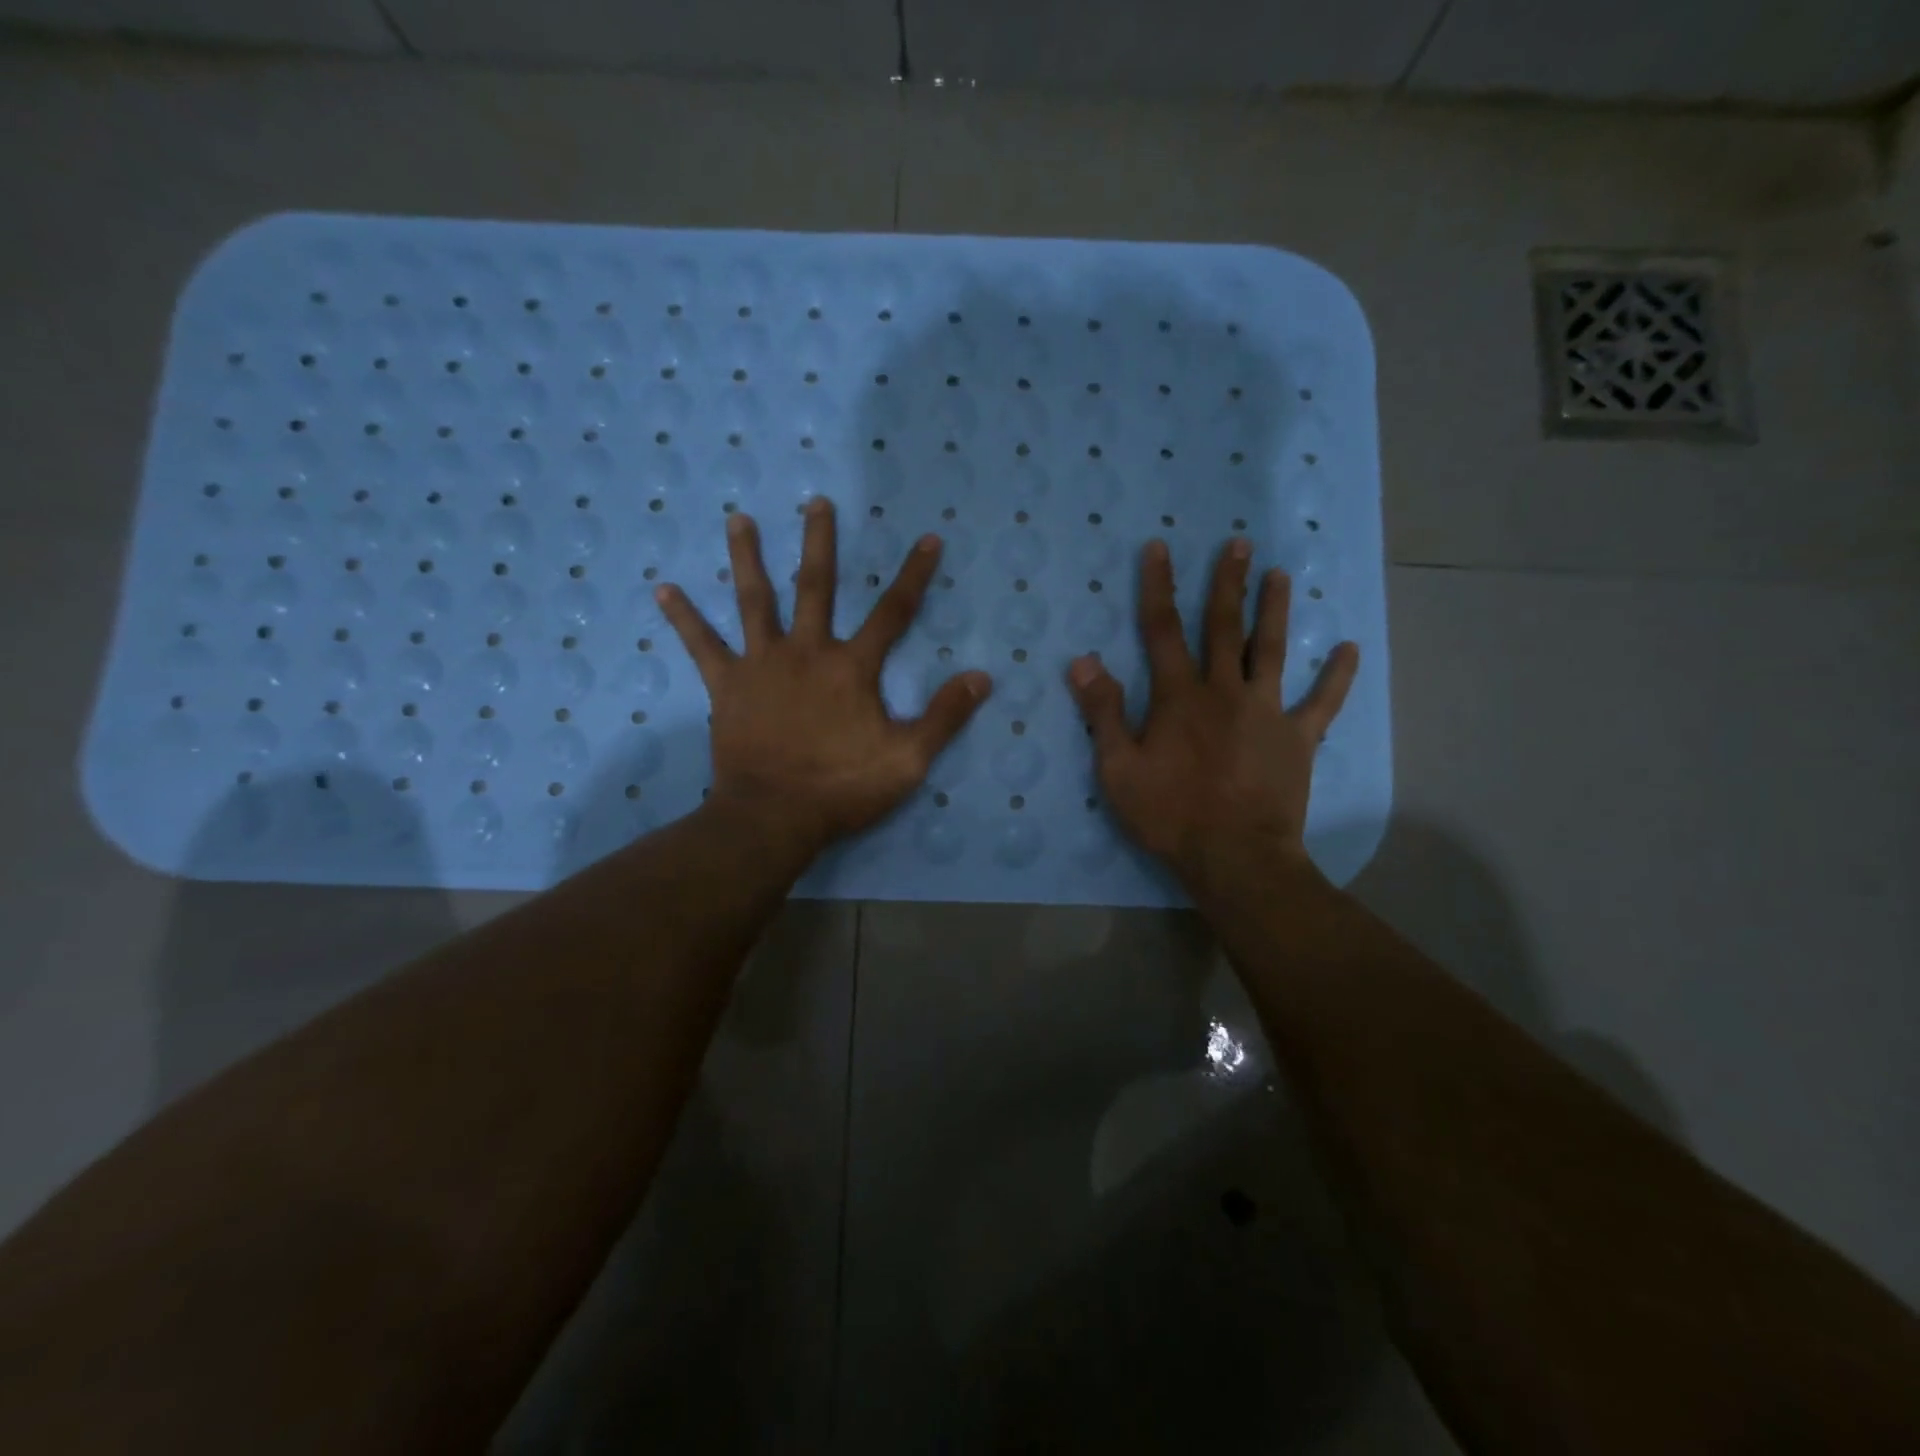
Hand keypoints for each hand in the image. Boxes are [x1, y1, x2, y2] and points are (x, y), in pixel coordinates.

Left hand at [658, 498, 991, 854]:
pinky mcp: (727, 686)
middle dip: (820, 543)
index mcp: (851, 668)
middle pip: (816, 587)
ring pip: (754, 601)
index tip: (928, 539)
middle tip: (816, 502)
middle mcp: (806, 652)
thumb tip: (982, 677)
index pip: (892, 613)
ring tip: (737, 518)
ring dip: (748, 558)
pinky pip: (702, 646)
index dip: (914, 576)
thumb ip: (944, 716)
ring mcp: (762, 665)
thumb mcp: (908, 759)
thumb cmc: (843, 788)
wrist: (774, 817)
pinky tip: (664, 590)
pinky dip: (684, 618)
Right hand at [1067, 537, 1358, 890]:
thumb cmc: (1170, 814)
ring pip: (1272, 650)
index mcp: (1179, 696)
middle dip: (1228, 583)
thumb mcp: (1118, 769)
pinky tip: (1349, 649)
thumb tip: (1083, 662)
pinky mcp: (1298, 739)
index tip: (1160, 547)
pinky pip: (1323, 702)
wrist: (1235, 857)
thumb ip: (1103, 713)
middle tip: (1239, 544)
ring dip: (1276, 610)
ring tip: (1282, 575)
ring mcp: (1267, 712)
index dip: (1158, 586)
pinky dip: (1337, 676)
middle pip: (1225, 627)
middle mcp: (1225, 691)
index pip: (1163, 629)